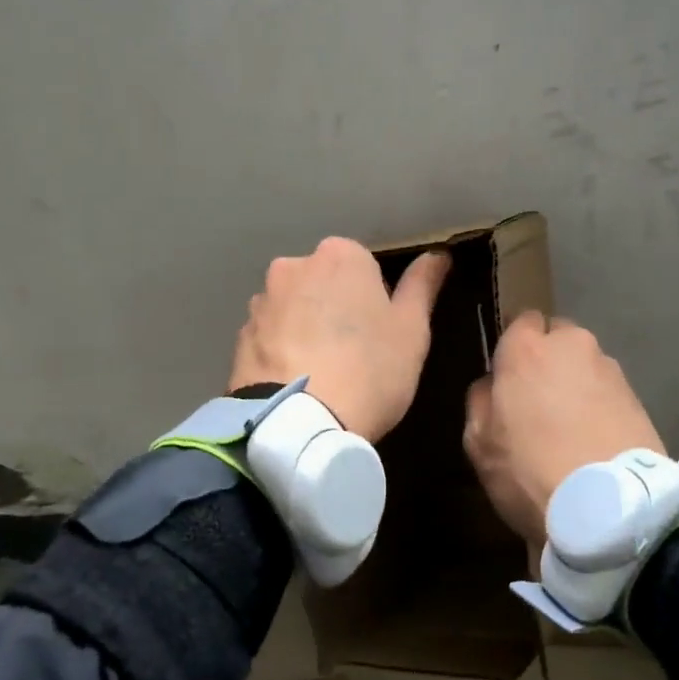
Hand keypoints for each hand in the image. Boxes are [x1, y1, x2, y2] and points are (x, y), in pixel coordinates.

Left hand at [230, 238, 450, 443]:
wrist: (298, 424)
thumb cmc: (369, 370)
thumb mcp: (412, 330)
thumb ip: (422, 285)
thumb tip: (438, 254)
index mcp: (340, 255)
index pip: (364, 267)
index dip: (375, 301)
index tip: (380, 335)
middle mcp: (294, 265)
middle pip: (325, 283)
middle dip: (336, 308)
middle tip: (353, 354)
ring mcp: (262, 300)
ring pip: (294, 307)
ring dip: (306, 327)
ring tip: (321, 373)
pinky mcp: (240, 335)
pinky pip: (270, 335)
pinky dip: (282, 349)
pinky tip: (295, 382)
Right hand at [463, 313, 663, 547]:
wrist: (609, 509)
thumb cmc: (529, 469)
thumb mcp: (479, 441)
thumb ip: (480, 400)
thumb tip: (493, 384)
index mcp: (527, 348)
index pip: (521, 320)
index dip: (514, 345)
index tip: (508, 374)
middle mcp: (572, 346)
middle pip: (558, 337)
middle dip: (549, 358)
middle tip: (539, 398)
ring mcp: (610, 370)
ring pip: (585, 364)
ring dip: (576, 383)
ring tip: (570, 426)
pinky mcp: (639, 398)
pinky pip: (608, 391)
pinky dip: (599, 405)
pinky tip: (593, 439)